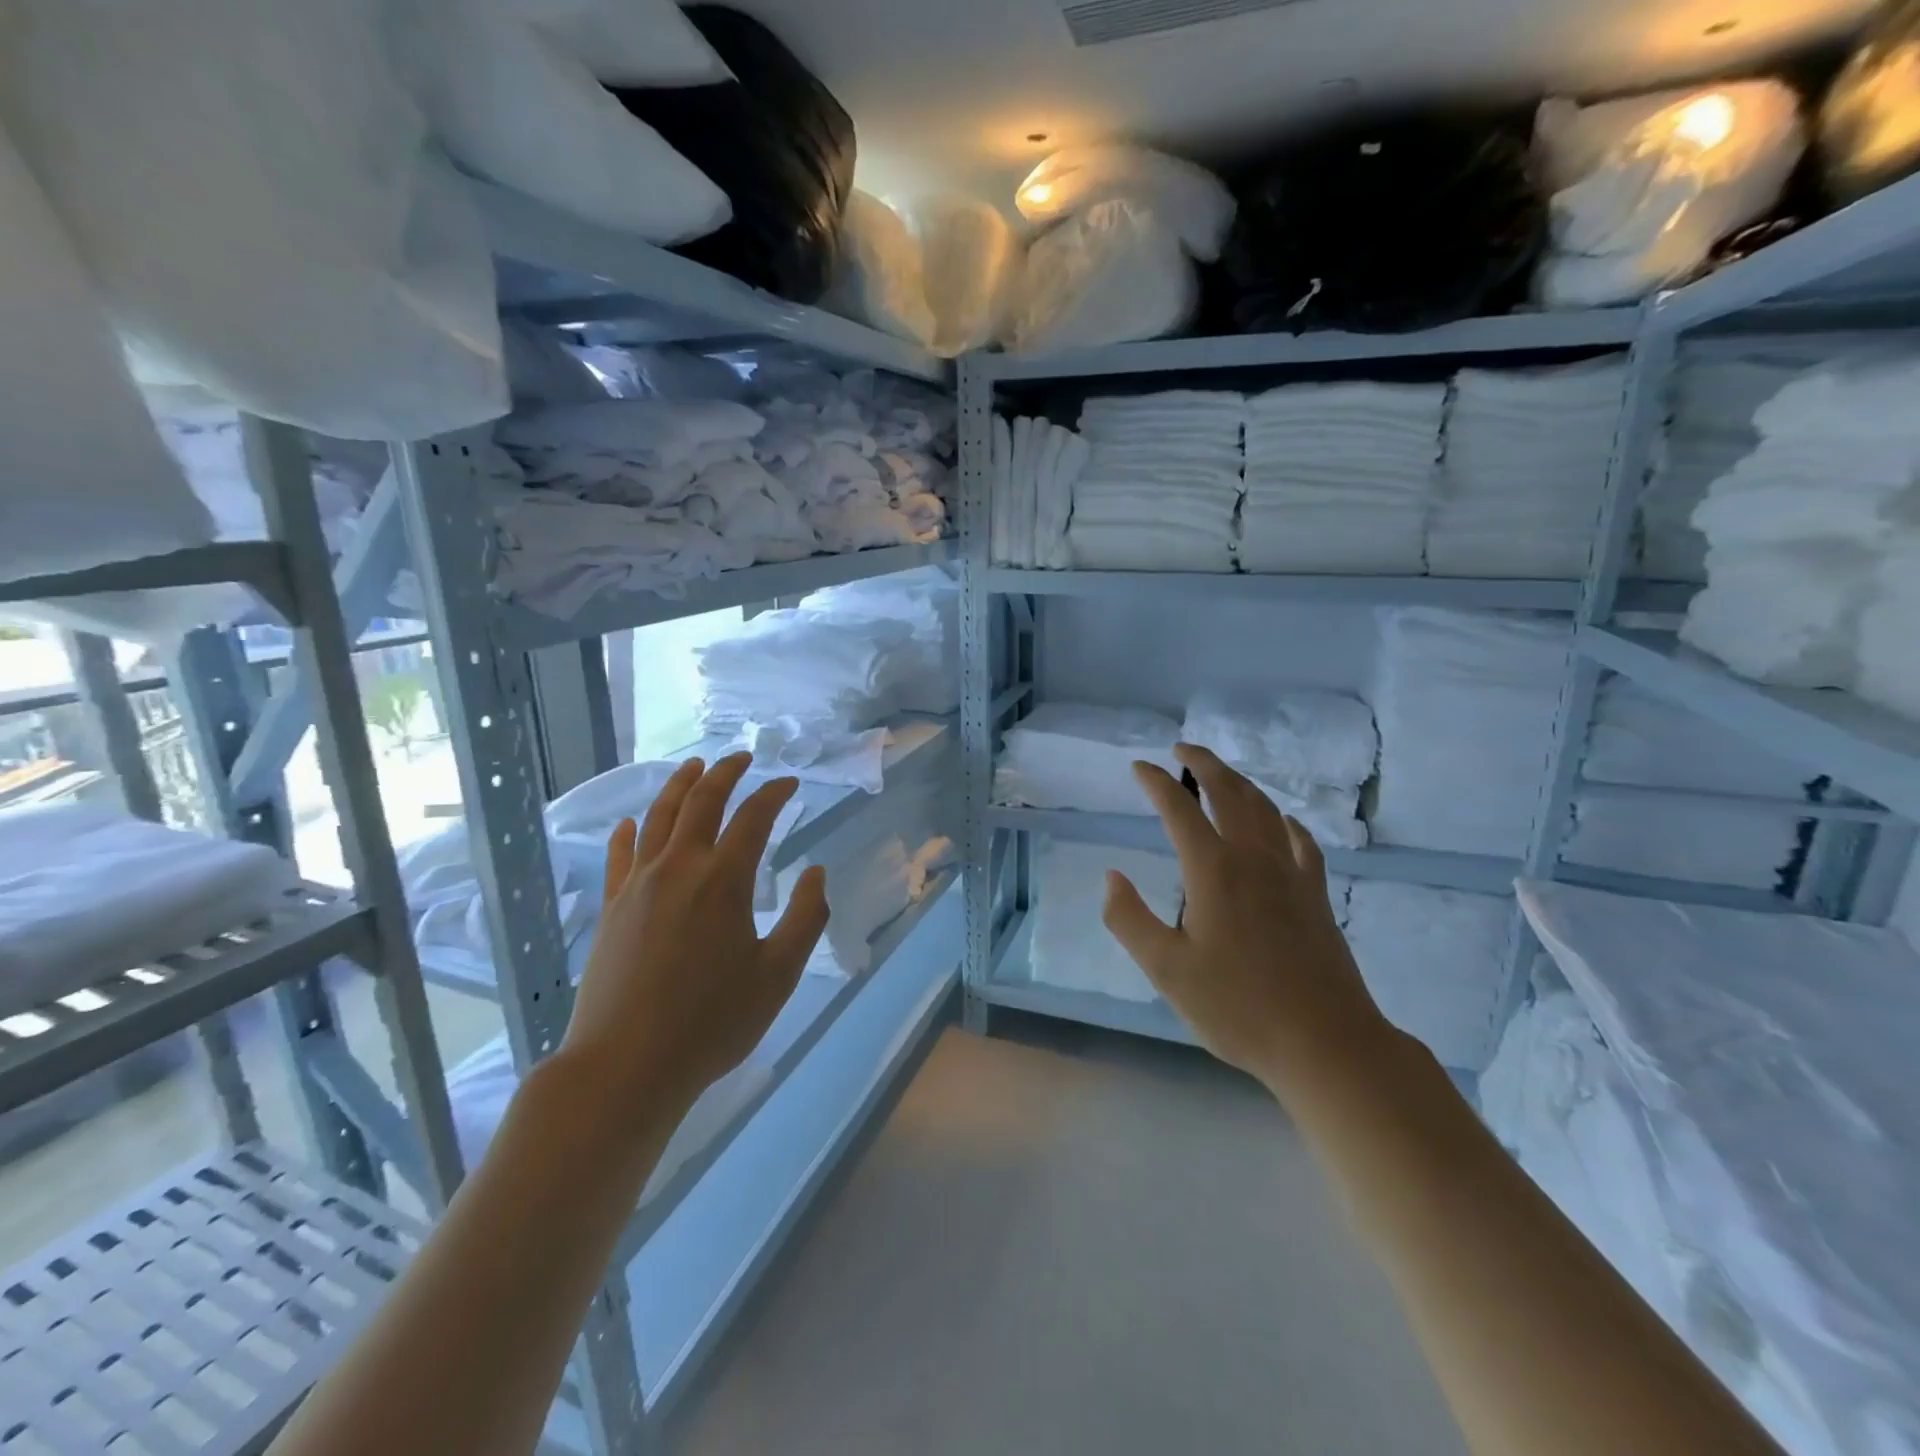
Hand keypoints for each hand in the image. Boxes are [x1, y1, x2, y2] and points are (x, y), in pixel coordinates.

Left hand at [560, 755, 829, 1118]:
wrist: (626, 1065)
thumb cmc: (712, 1022)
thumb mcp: (778, 974)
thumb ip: (804, 918)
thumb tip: (816, 873)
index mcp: (723, 880)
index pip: (754, 817)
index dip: (774, 794)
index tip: (790, 784)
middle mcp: (679, 868)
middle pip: (701, 801)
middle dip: (724, 773)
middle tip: (741, 758)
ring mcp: (638, 885)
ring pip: (658, 817)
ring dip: (679, 786)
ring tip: (694, 767)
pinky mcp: (612, 907)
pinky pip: (620, 854)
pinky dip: (630, 831)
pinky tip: (632, 822)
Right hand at [1101, 743, 1388, 1101]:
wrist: (1326, 1042)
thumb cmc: (1238, 1008)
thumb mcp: (1166, 970)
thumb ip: (1129, 920)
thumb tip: (1111, 877)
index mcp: (1213, 870)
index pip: (1178, 809)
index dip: (1155, 783)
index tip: (1138, 767)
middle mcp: (1253, 858)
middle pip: (1229, 793)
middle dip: (1204, 763)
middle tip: (1182, 748)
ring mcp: (1291, 874)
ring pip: (1265, 809)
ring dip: (1240, 783)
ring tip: (1221, 774)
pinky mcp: (1316, 894)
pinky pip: (1300, 841)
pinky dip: (1284, 821)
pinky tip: (1281, 822)